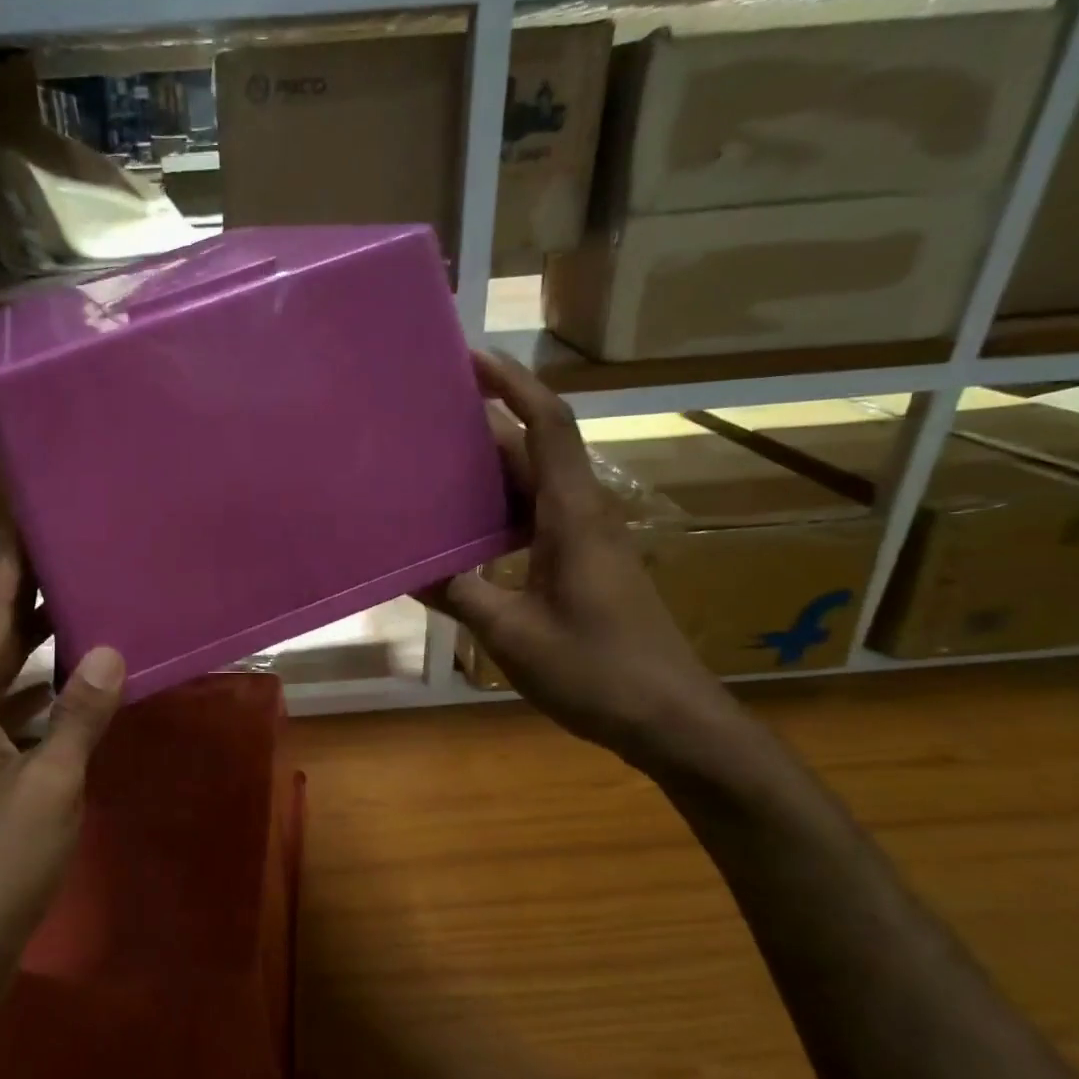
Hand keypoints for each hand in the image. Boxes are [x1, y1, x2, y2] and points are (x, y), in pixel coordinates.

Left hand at [0, 531, 124, 985]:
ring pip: (2, 676)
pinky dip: (41, 691)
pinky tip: (75, 681)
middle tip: (70, 548)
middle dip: (28, 594)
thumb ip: (79, 714)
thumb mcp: (49, 787)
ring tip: (82, 600)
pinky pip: (10, 712)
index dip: (10, 566)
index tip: (29, 517)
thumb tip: (109, 649)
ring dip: (37, 643)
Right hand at [424, 351, 739, 768]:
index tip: (470, 357)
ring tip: (430, 469)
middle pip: (532, 449)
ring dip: (487, 472)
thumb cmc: (597, 671)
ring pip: (532, 486)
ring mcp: (585, 541)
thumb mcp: (513, 634)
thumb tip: (407, 567)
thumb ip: (459, 594)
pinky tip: (459, 534)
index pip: (546, 425)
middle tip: (424, 420)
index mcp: (572, 515)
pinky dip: (496, 514)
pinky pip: (533, 520)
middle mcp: (582, 514)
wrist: (672, 720)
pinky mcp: (583, 566)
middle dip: (483, 424)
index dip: (513, 383)